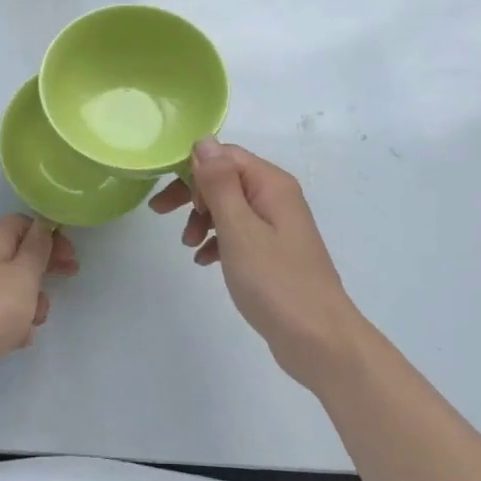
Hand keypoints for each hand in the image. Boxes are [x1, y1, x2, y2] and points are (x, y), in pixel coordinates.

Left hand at [0, 214, 78, 404]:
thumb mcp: (24, 274)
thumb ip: (38, 248)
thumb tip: (44, 224)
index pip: (23, 223)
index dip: (48, 234)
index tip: (69, 252)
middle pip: (20, 254)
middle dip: (45, 267)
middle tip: (69, 276)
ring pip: (15, 287)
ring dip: (32, 301)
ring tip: (35, 319)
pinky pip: (3, 313)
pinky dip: (16, 323)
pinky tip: (19, 339)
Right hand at [150, 138, 363, 386]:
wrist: (319, 341)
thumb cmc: (275, 281)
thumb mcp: (239, 229)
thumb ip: (219, 183)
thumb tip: (204, 140)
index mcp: (271, 184)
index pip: (224, 156)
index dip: (192, 169)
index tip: (168, 195)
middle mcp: (277, 197)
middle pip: (225, 179)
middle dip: (192, 194)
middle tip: (161, 213)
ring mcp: (277, 226)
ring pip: (229, 206)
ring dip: (202, 219)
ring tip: (188, 246)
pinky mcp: (274, 252)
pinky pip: (239, 233)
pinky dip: (217, 241)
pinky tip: (204, 261)